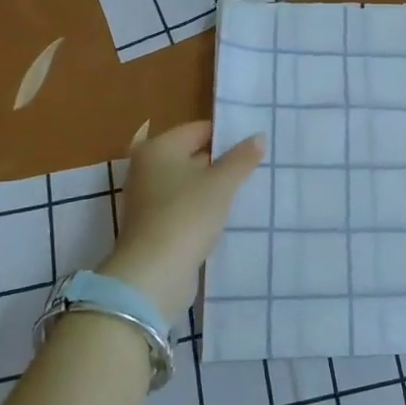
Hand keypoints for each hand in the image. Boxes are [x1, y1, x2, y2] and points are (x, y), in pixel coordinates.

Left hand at [101, 122, 264, 321]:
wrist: (153, 274)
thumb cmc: (187, 215)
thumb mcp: (221, 183)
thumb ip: (241, 158)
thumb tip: (259, 137)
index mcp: (158, 148)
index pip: (199, 130)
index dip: (227, 136)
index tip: (255, 144)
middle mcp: (147, 168)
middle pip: (192, 155)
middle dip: (222, 162)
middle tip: (256, 165)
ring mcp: (147, 198)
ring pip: (189, 183)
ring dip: (213, 187)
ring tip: (247, 189)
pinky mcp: (153, 224)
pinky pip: (184, 206)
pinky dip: (202, 207)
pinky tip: (226, 214)